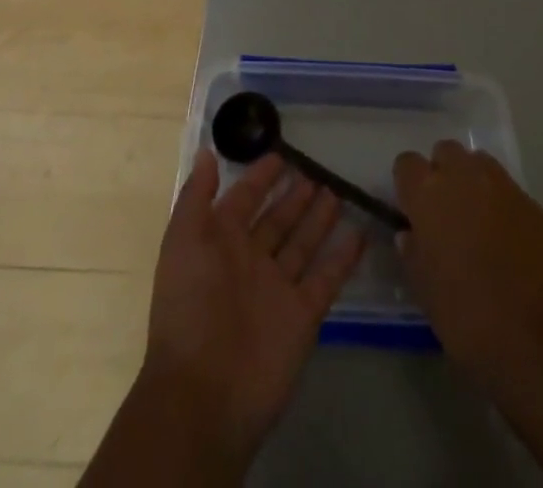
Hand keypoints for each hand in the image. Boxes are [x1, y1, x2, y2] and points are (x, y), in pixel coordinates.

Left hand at [140, 148, 365, 465]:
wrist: (205, 392)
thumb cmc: (190, 305)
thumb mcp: (183, 240)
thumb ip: (197, 195)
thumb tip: (207, 151)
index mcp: (219, 242)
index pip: (244, 199)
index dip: (260, 177)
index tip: (281, 153)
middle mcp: (250, 261)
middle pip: (277, 220)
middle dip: (294, 196)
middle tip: (317, 170)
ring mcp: (278, 288)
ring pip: (302, 243)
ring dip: (318, 218)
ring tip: (337, 190)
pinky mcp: (302, 314)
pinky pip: (326, 278)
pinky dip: (343, 257)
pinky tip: (360, 233)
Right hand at [393, 141, 542, 385]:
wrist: (535, 339)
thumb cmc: (466, 316)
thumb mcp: (424, 290)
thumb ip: (413, 252)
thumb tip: (410, 234)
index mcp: (428, 194)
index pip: (407, 163)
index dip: (409, 183)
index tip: (413, 208)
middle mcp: (463, 176)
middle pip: (446, 152)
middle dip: (443, 173)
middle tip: (446, 210)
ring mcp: (502, 186)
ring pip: (480, 163)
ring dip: (473, 181)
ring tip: (478, 218)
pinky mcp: (533, 204)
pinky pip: (509, 191)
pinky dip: (503, 205)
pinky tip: (509, 240)